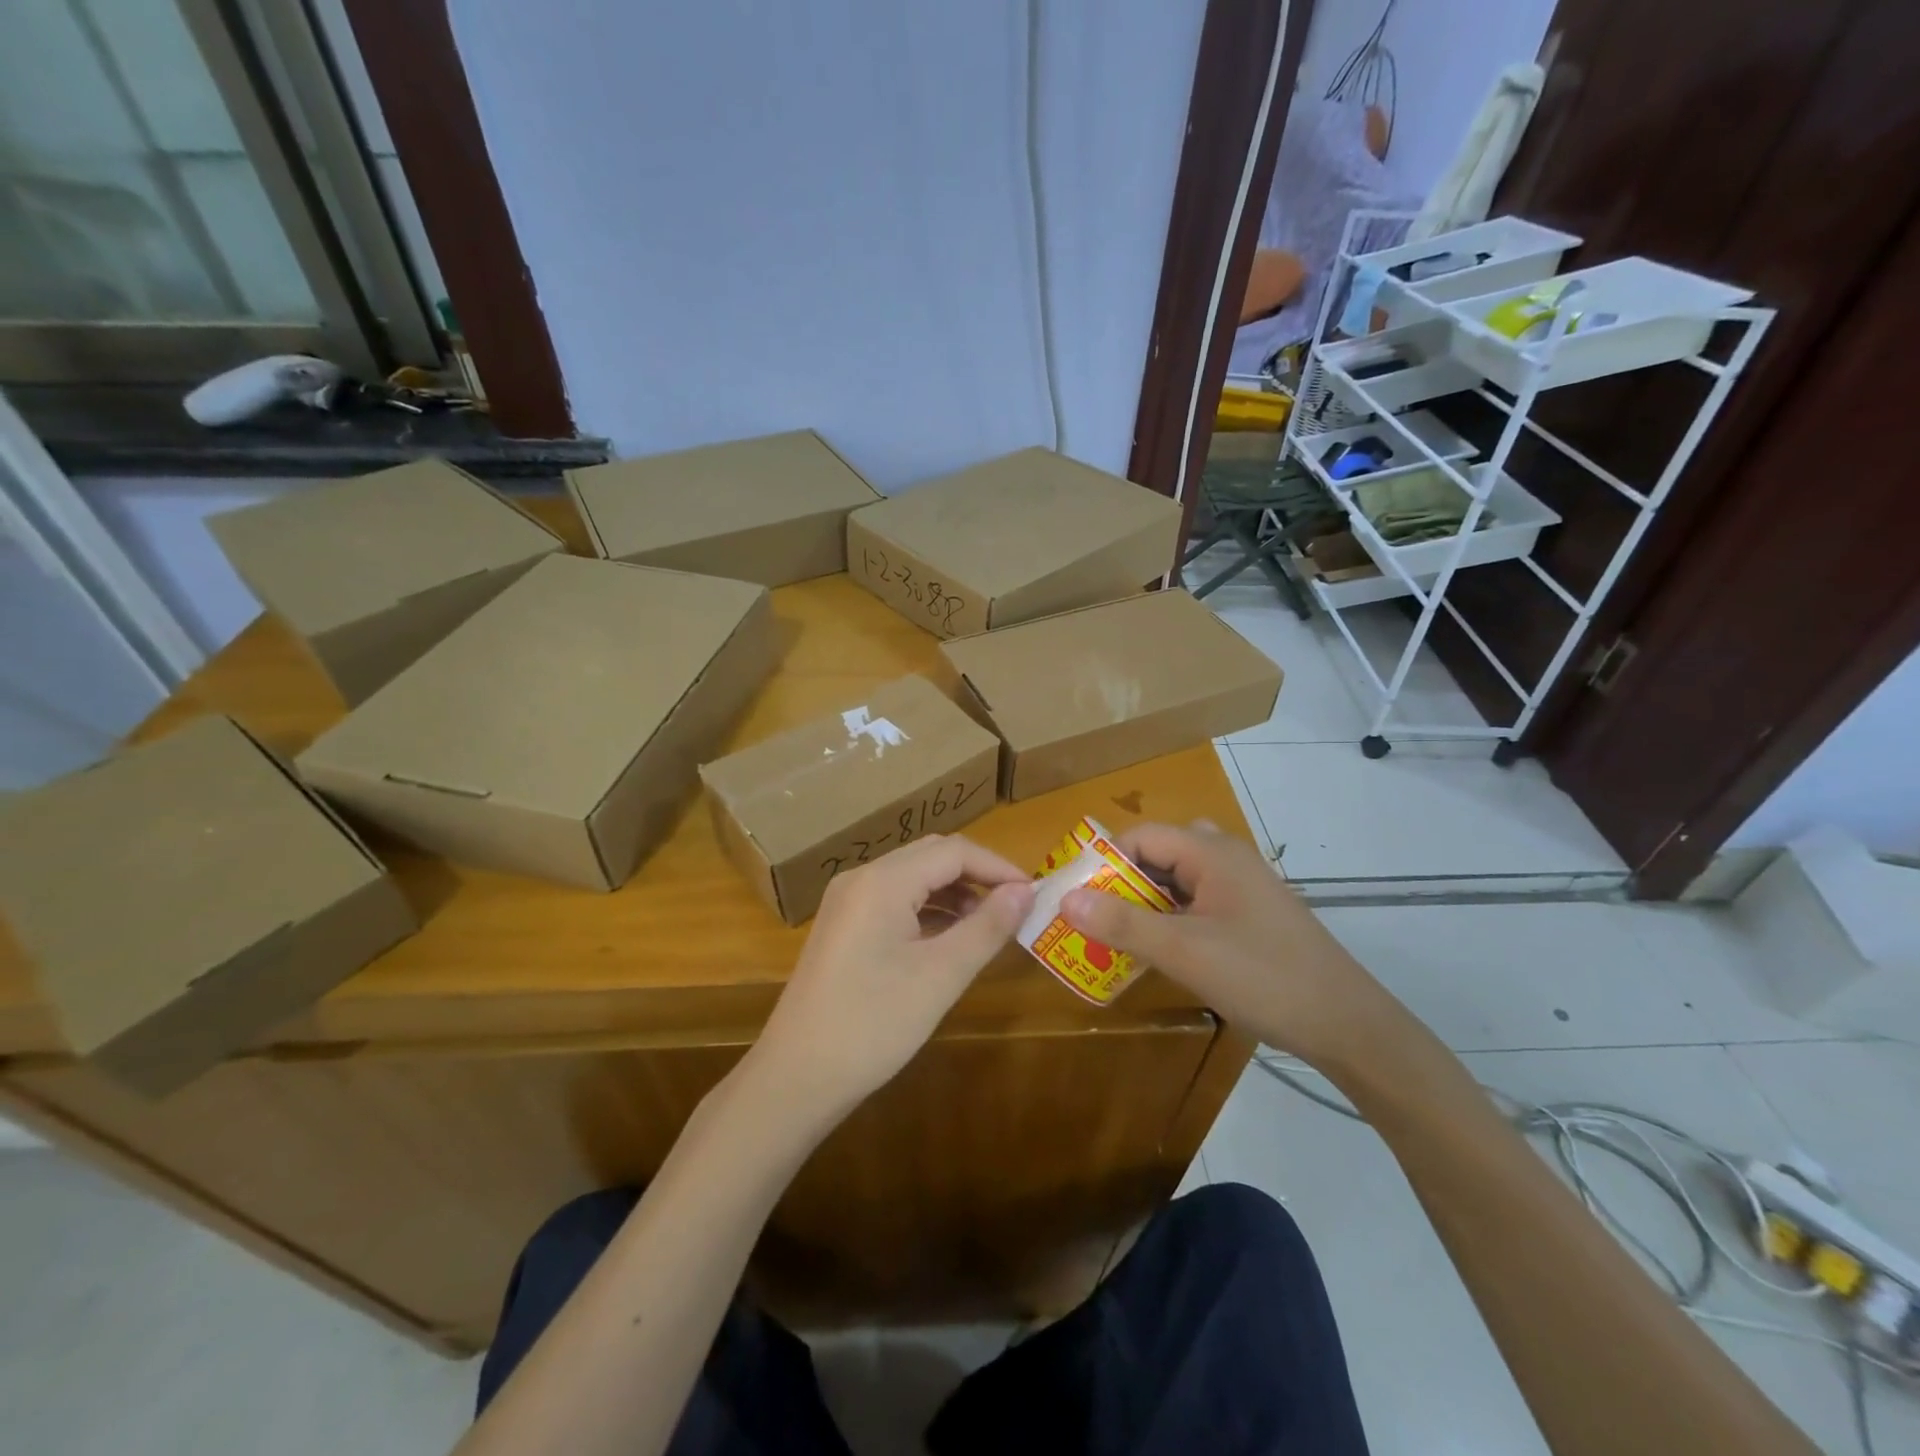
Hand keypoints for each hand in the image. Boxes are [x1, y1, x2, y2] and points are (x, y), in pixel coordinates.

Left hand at [749, 834, 1034, 1125]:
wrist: (795, 1077)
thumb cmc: (873, 1025)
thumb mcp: (940, 976)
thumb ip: (986, 927)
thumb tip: (1025, 891)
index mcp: (883, 880)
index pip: (954, 851)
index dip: (998, 867)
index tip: (1034, 894)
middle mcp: (862, 878)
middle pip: (932, 856)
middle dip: (978, 875)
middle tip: (1016, 906)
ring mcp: (847, 901)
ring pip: (913, 877)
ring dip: (954, 892)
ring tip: (990, 925)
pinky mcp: (843, 926)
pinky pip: (895, 900)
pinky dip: (929, 910)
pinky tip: (950, 939)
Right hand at [1062, 821, 1398, 1067]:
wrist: (1347, 1025)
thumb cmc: (1263, 977)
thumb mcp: (1184, 951)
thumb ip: (1123, 924)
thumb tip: (1065, 900)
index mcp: (1212, 852)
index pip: (1140, 836)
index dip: (1103, 863)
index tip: (1076, 898)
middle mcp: (1226, 858)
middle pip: (1157, 854)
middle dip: (1121, 884)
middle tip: (1092, 919)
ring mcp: (1242, 887)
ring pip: (1176, 880)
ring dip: (1144, 903)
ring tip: (1116, 936)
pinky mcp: (1250, 915)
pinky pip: (1196, 902)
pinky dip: (1170, 918)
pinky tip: (1159, 950)